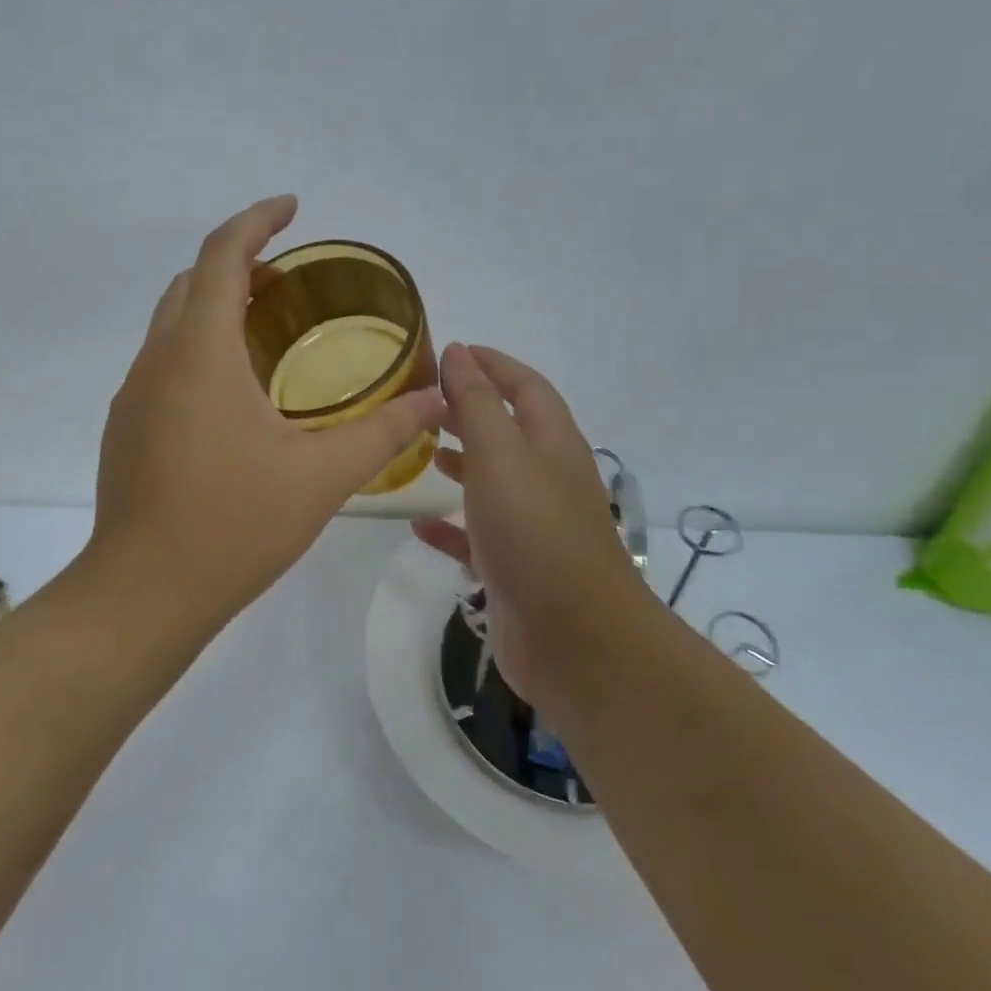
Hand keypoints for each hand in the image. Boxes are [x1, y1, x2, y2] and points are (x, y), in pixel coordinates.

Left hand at [89, 196, 444, 634]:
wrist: (144, 592)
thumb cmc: (234, 525)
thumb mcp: (322, 477)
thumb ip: (384, 432)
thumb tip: (436, 399)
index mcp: (200, 354)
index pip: (222, 256)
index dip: (257, 221)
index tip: (292, 208)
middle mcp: (157, 361)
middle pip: (192, 282)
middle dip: (238, 262)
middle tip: (288, 277)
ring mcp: (134, 396)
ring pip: (171, 323)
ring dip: (215, 306)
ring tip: (267, 326)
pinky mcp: (127, 428)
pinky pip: (163, 363)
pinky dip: (198, 347)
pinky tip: (234, 393)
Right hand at [412, 344, 646, 716]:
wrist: (573, 638)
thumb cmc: (534, 532)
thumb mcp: (500, 454)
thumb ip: (477, 402)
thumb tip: (459, 351)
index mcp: (552, 443)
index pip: (525, 386)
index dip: (492, 364)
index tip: (451, 352)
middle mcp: (546, 478)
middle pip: (508, 431)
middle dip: (469, 411)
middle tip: (423, 403)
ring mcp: (532, 525)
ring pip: (492, 482)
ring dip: (461, 463)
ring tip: (422, 453)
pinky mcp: (514, 566)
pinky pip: (476, 535)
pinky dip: (449, 526)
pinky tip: (417, 526)